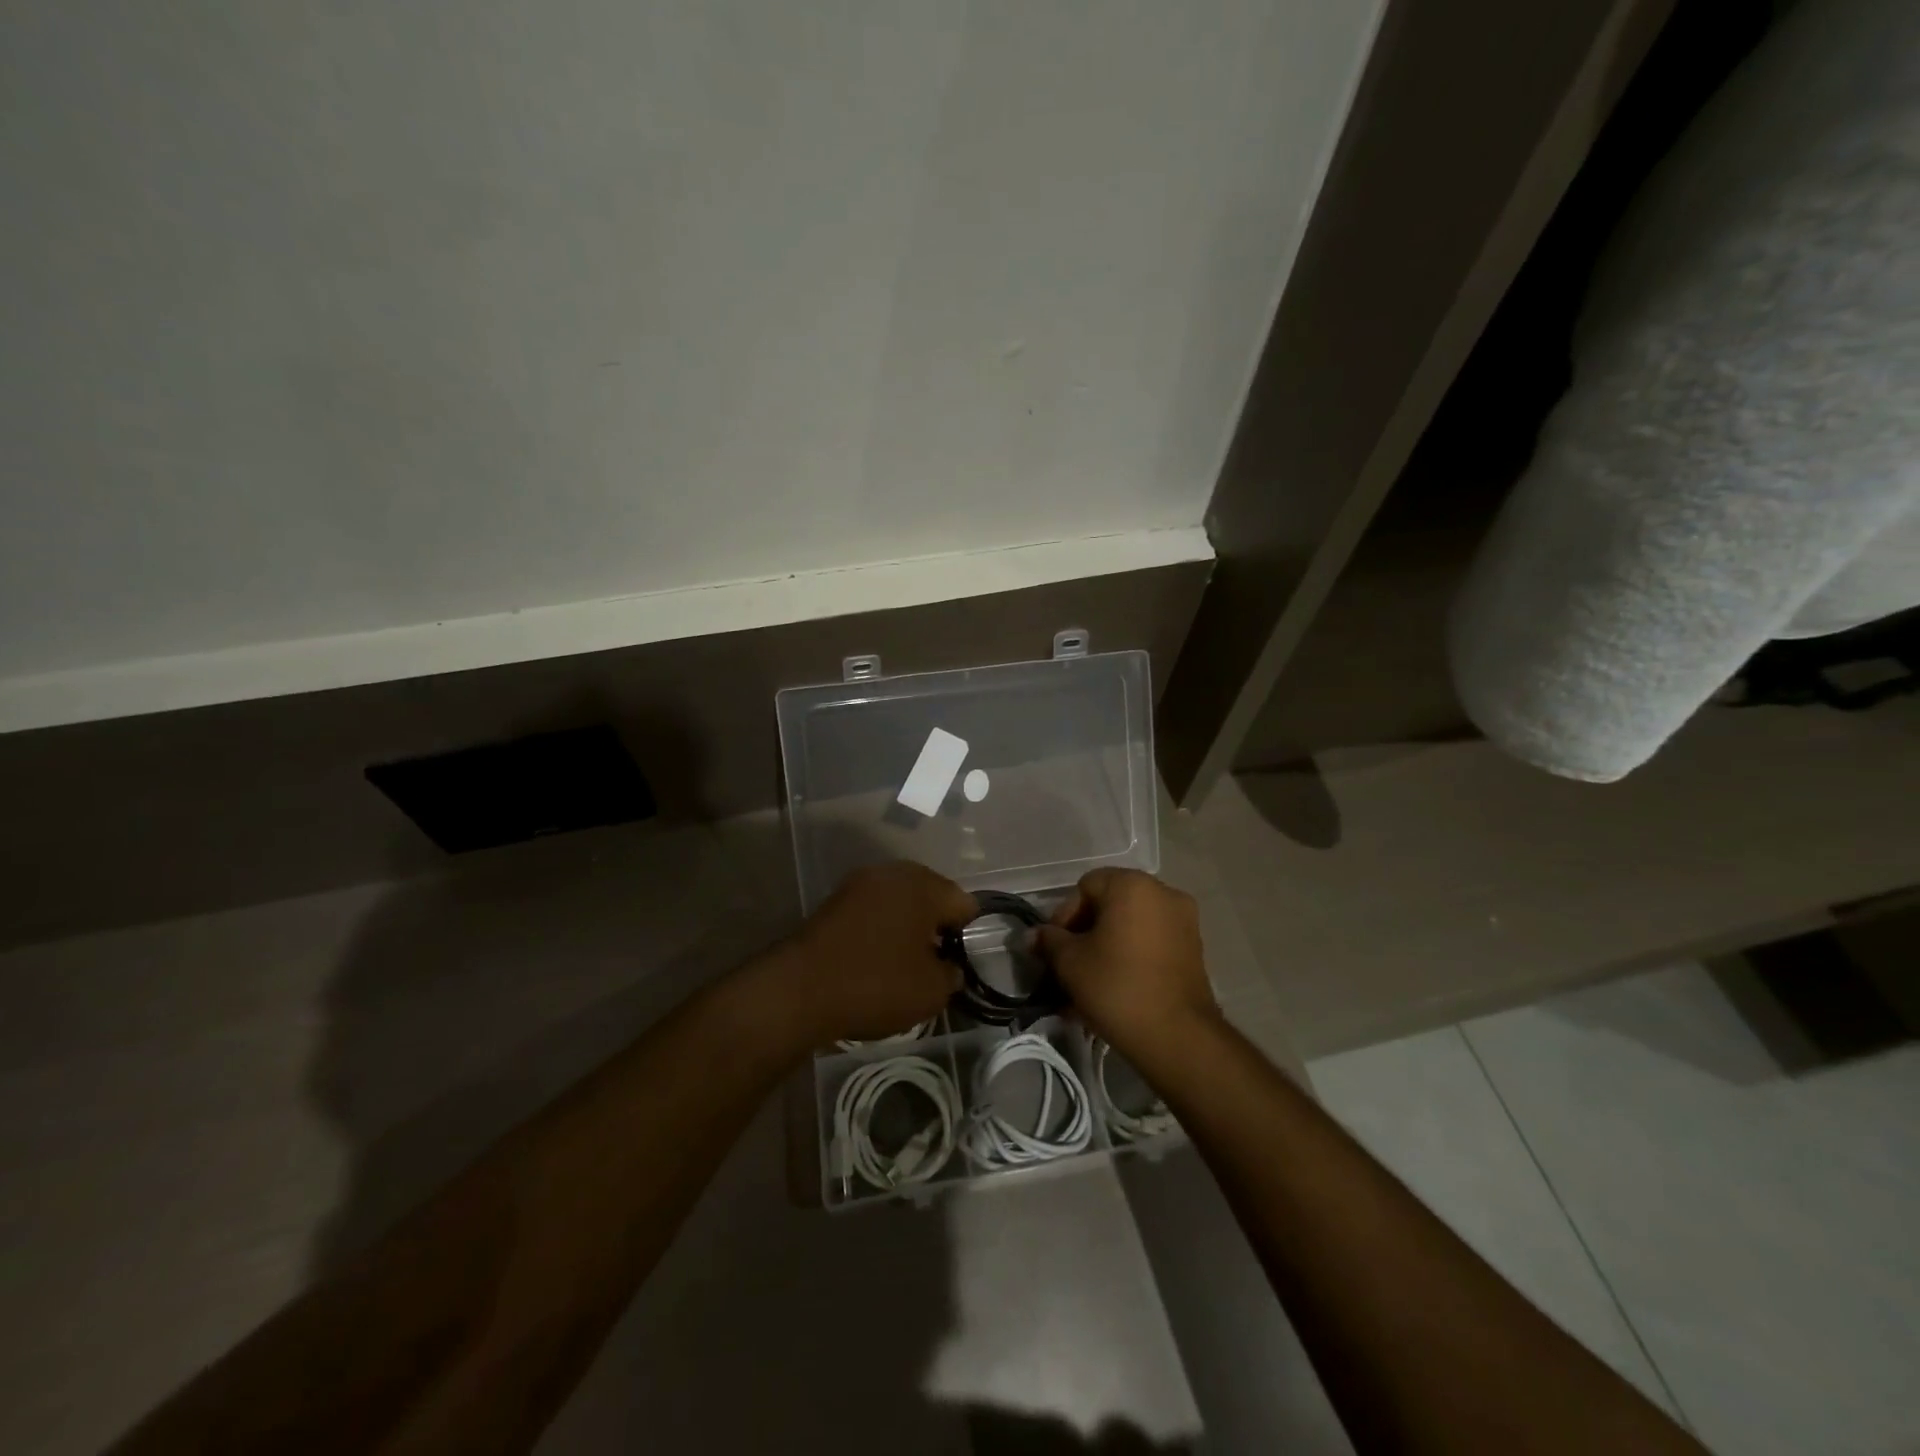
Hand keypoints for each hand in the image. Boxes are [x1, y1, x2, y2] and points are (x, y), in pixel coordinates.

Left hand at [777, 862, 971, 1046]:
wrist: (800, 989)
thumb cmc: (876, 984)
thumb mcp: (931, 991)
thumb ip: (951, 974)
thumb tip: (949, 966)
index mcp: (924, 885)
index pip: (963, 903)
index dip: (964, 935)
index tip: (953, 964)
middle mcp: (894, 872)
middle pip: (931, 896)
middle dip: (935, 926)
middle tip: (930, 964)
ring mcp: (860, 882)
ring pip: (900, 901)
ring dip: (906, 926)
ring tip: (901, 963)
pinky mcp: (835, 899)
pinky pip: (873, 909)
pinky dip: (879, 928)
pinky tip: (874, 958)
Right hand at [1033, 868, 1217, 1061]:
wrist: (1178, 1037)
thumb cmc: (1117, 987)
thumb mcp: (1070, 963)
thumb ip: (1049, 941)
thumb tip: (1034, 935)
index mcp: (1132, 885)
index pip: (1085, 886)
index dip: (1064, 915)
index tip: (1054, 948)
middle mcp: (1163, 893)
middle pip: (1109, 905)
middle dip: (1083, 935)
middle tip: (1067, 966)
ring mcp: (1183, 921)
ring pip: (1129, 928)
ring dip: (1104, 950)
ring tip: (1085, 986)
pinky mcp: (1193, 950)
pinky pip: (1149, 944)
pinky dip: (1129, 959)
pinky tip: (1111, 991)